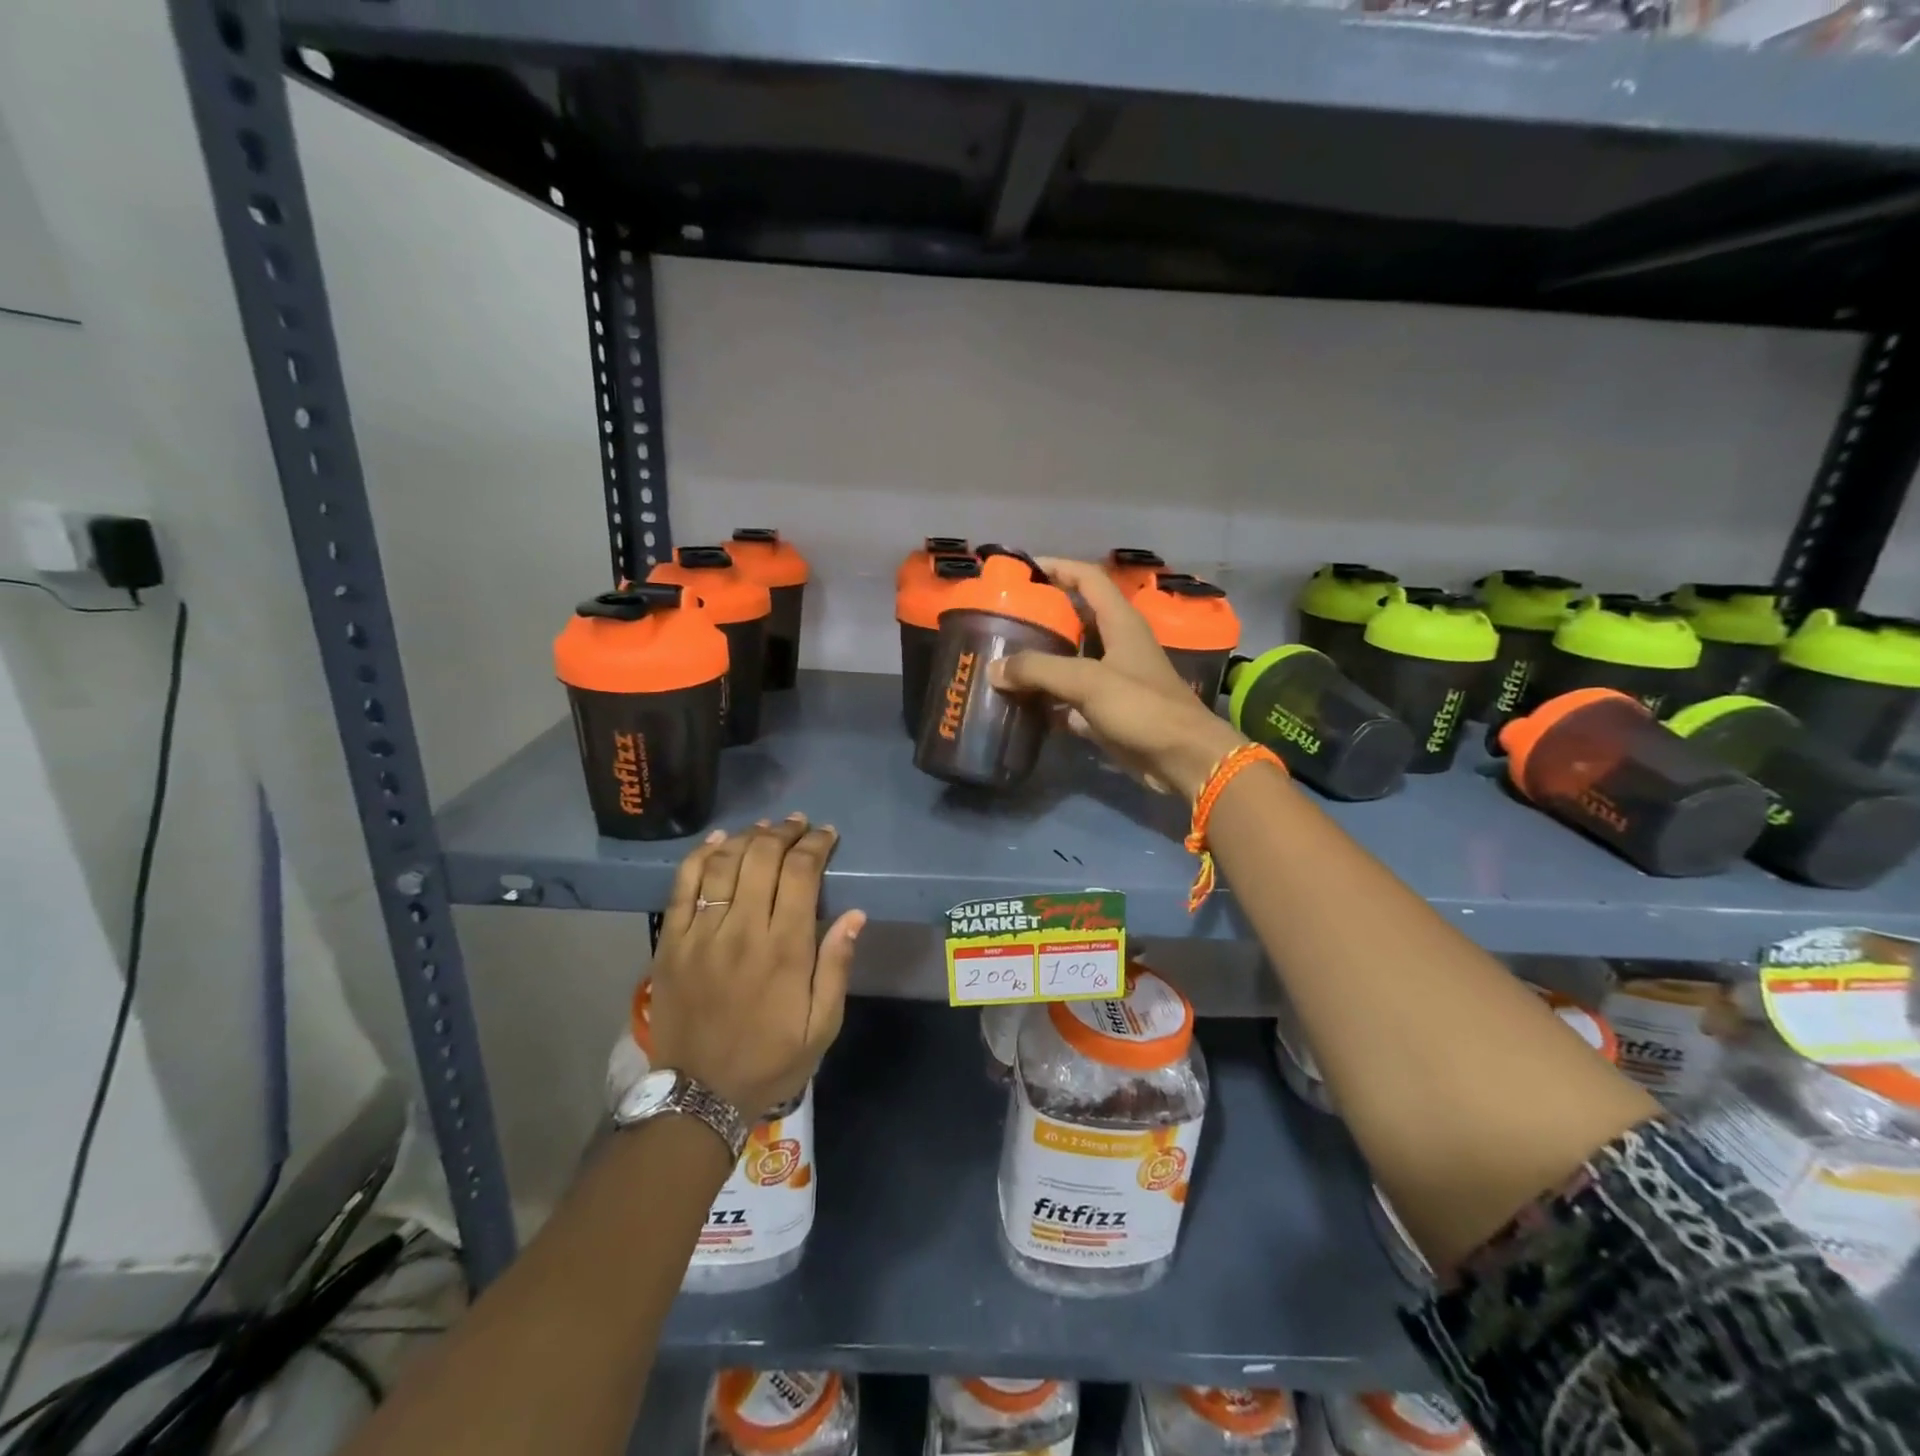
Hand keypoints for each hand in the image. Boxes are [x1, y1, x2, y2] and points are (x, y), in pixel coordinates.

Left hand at [646, 815, 865, 1119]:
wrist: (700, 1095)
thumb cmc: (771, 1059)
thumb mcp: (823, 1025)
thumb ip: (837, 966)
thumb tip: (856, 914)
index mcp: (785, 949)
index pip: (801, 874)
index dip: (815, 845)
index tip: (827, 834)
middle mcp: (743, 930)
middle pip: (762, 858)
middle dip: (785, 832)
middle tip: (799, 824)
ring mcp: (702, 934)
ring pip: (724, 863)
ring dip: (748, 837)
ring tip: (766, 828)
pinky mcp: (672, 942)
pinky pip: (682, 886)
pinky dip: (700, 856)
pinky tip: (718, 840)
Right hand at [988, 557, 1245, 800]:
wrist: (1182, 759)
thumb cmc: (1142, 708)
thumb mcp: (1088, 681)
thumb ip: (1039, 670)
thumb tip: (994, 668)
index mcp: (1121, 623)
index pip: (1088, 579)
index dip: (1058, 567)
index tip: (1023, 569)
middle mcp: (1118, 645)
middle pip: (1076, 619)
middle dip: (1042, 615)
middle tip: (1004, 618)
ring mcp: (1114, 679)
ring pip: (1071, 660)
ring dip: (1042, 659)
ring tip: (1004, 658)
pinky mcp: (1109, 711)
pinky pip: (1071, 697)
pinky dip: (1048, 698)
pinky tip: (1021, 702)